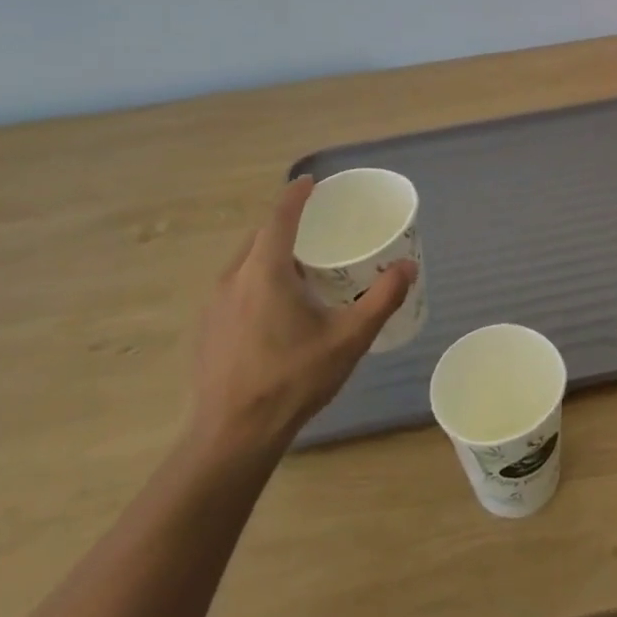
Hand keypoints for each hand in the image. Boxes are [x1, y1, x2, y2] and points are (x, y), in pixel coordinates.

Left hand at [189, 176, 415, 455]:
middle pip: (260, 237)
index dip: (296, 195)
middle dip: (286, 224)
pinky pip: (236, 286)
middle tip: (317, 226)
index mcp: (265, 271)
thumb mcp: (349, 338)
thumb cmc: (294, 379)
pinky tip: (277, 307)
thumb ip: (382, 298)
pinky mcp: (208, 328)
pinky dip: (258, 278)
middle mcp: (233, 278)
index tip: (311, 181)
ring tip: (302, 265)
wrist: (233, 434)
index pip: (279, 217)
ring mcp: (215, 304)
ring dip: (271, 254)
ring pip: (245, 262)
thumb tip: (408, 266)